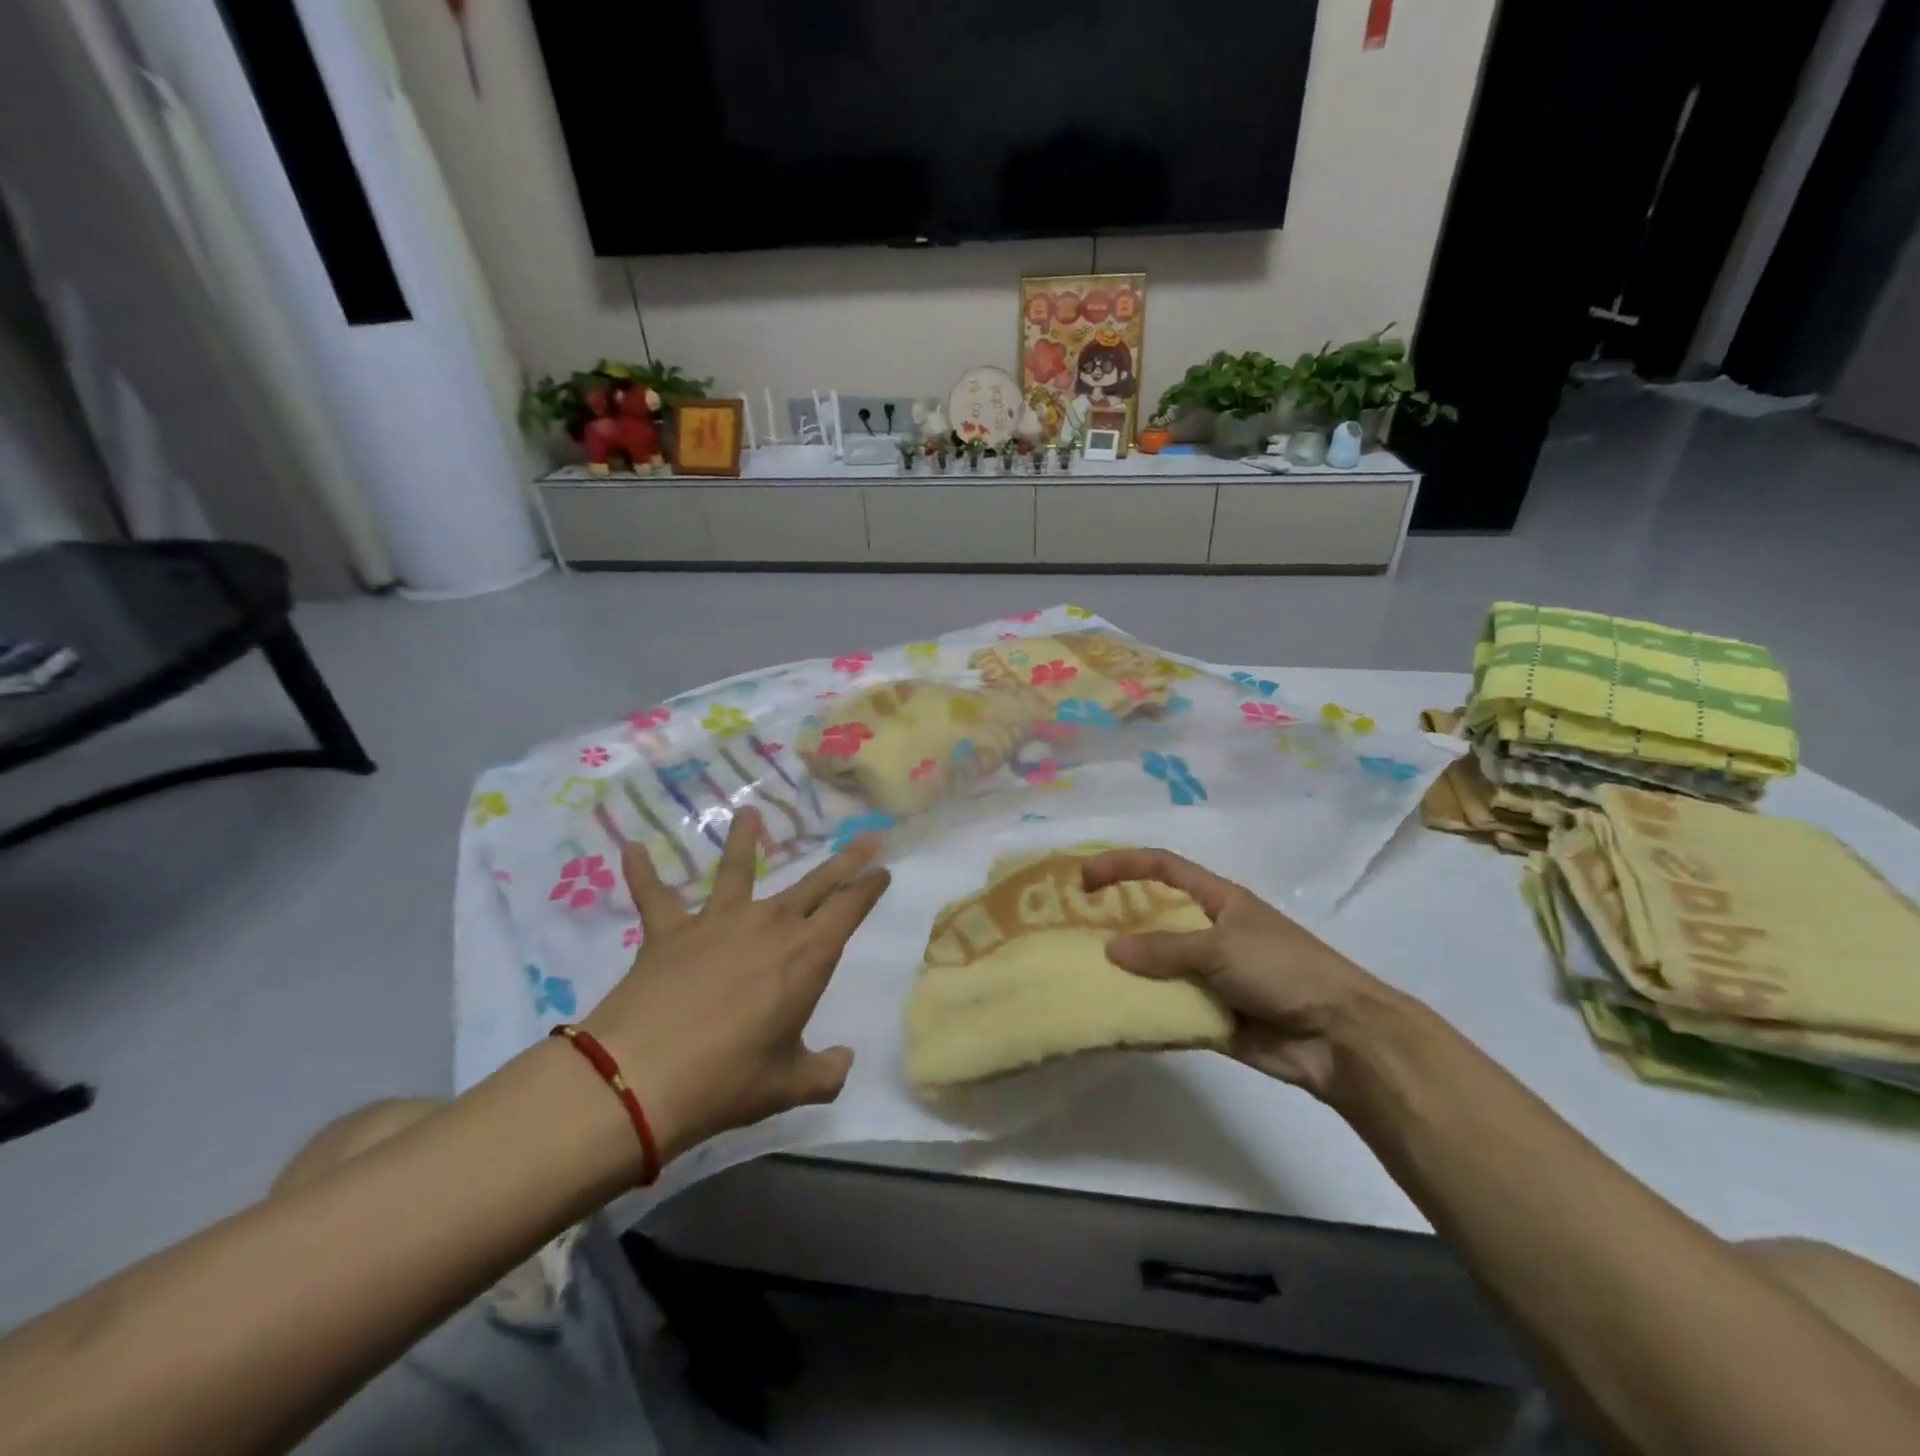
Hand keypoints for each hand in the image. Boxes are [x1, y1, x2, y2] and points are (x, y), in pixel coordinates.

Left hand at [580, 809, 890, 1167]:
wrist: (640, 1077)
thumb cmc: (727, 1080)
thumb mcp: (788, 1085)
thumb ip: (825, 1073)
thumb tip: (843, 1062)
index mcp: (806, 955)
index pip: (849, 909)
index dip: (869, 887)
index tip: (883, 870)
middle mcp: (769, 924)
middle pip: (814, 883)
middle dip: (844, 860)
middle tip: (866, 837)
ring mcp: (717, 921)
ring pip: (737, 869)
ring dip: (744, 840)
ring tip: (748, 813)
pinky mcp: (669, 931)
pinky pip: (654, 896)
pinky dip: (642, 872)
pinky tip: (632, 850)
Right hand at [1080, 848, 1396, 1098]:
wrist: (1338, 1037)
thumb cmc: (1283, 970)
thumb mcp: (1221, 948)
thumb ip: (1164, 949)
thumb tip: (1111, 949)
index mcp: (1217, 900)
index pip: (1162, 868)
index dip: (1122, 866)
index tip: (1084, 880)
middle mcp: (1208, 932)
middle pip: (1153, 919)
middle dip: (1115, 923)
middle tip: (1071, 934)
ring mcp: (1208, 975)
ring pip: (1156, 968)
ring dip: (1125, 974)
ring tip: (1081, 978)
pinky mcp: (1209, 1015)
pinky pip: (1167, 1009)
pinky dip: (1143, 1014)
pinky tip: (1112, 1019)